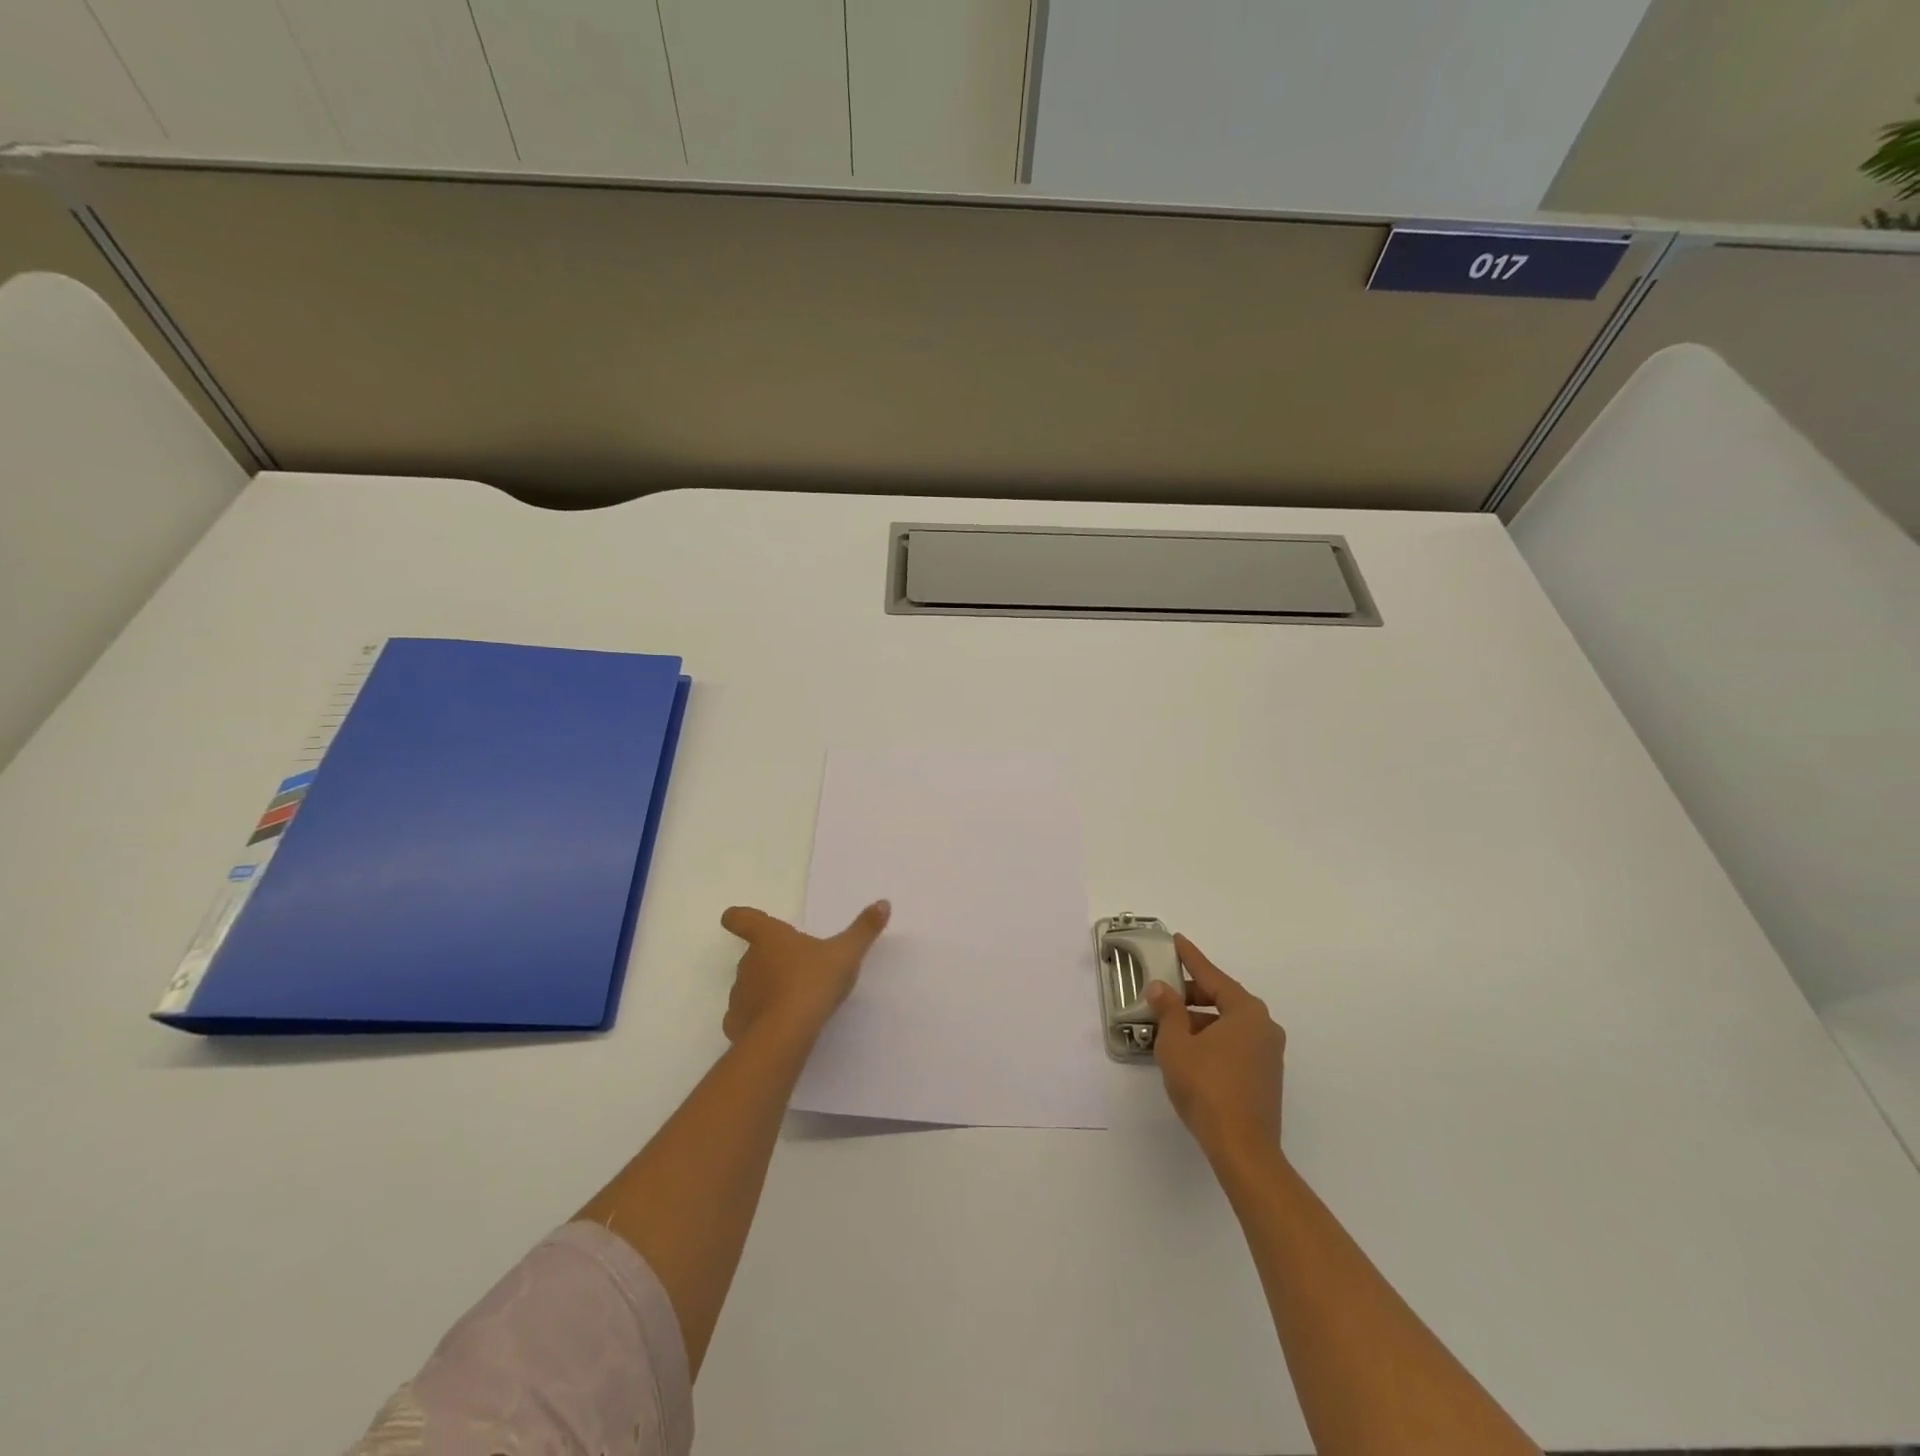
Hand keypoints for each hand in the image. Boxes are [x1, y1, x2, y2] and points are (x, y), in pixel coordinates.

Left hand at [717, 901, 889, 1042]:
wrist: (787, 1033)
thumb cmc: (814, 982)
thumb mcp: (846, 953)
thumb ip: (864, 929)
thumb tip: (883, 903)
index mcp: (770, 938)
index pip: (744, 919)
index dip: (738, 917)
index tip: (732, 917)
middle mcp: (748, 962)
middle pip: (751, 954)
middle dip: (767, 960)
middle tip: (793, 969)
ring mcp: (739, 994)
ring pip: (748, 985)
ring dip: (763, 989)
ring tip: (789, 1001)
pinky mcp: (736, 1024)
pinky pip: (744, 1017)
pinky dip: (756, 1019)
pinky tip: (775, 1027)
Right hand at [1147, 934, 1285, 1160]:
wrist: (1242, 1149)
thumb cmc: (1207, 1088)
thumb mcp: (1176, 1044)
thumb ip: (1168, 1011)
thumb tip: (1161, 989)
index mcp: (1246, 1012)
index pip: (1212, 976)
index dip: (1191, 959)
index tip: (1177, 941)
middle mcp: (1264, 1026)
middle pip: (1222, 999)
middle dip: (1191, 994)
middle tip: (1164, 991)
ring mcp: (1268, 1054)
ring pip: (1228, 1024)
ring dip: (1199, 1020)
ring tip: (1168, 1025)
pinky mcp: (1265, 1077)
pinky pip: (1234, 1044)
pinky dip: (1211, 1039)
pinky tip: (1188, 1051)